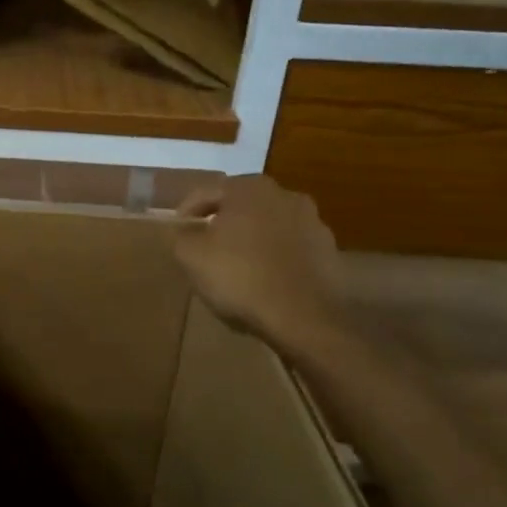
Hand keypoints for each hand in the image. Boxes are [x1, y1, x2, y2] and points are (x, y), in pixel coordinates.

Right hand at [174, 175, 352, 363]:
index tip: (177, 231)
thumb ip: (180, 236)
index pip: (207, 192)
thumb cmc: (240, 277)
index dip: (187, 211)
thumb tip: (182, 230)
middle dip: (222, 221)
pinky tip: (263, 279)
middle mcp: (285, 195)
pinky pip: (289, 247)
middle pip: (241, 205)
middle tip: (205, 244)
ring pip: (268, 225)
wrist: (304, 317)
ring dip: (251, 238)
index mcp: (249, 189)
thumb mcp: (191, 256)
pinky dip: (274, 256)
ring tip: (236, 264)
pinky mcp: (328, 251)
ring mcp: (313, 222)